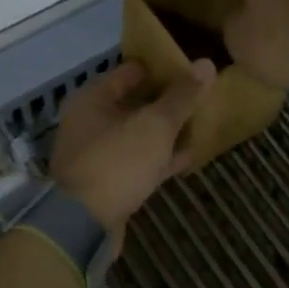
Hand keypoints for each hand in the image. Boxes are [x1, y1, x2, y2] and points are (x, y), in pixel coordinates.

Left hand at [48, 59, 215, 232]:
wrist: (81, 224)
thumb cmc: (116, 161)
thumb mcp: (155, 125)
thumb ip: (181, 96)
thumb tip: (206, 63)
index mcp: (93, 99)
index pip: (130, 71)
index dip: (160, 68)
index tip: (190, 68)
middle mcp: (90, 122)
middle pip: (133, 103)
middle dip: (165, 101)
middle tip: (200, 96)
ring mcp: (97, 154)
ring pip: (137, 134)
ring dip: (165, 131)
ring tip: (201, 123)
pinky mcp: (107, 182)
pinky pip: (138, 161)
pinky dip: (160, 157)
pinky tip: (189, 156)